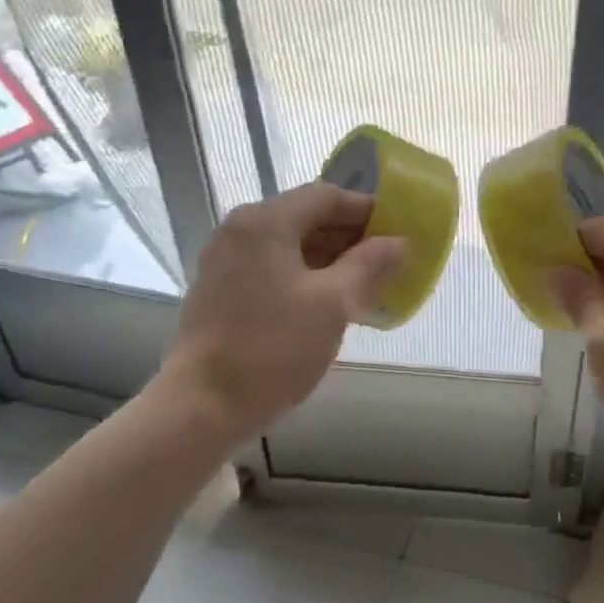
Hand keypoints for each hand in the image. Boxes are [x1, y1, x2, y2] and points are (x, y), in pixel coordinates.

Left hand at [161, 183, 405, 438]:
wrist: (203, 406)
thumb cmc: (273, 348)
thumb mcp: (334, 304)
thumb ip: (370, 265)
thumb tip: (399, 242)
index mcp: (265, 222)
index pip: (326, 197)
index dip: (367, 211)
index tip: (400, 232)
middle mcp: (240, 231)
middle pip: (306, 218)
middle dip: (350, 237)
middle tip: (388, 263)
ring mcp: (226, 261)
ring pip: (290, 246)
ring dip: (330, 259)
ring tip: (366, 286)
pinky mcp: (221, 290)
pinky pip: (273, 268)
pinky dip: (305, 276)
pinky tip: (329, 303)